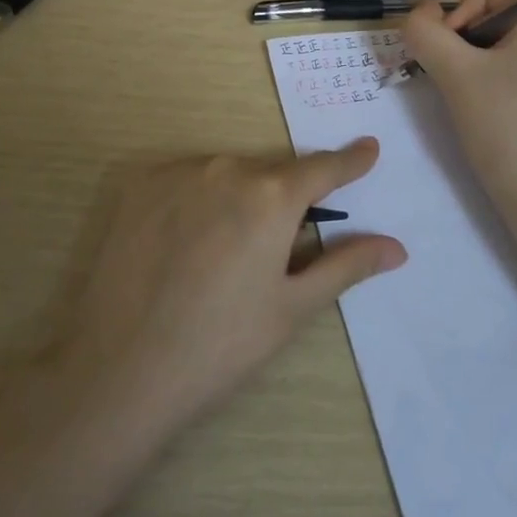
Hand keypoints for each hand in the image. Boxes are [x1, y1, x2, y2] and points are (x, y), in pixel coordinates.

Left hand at [56, 141, 404, 433]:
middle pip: (272, 173)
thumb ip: (346, 266)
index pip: (323, 168)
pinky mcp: (140, 184)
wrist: (120, 367)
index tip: (369, 149)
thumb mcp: (292, 308)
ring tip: (224, 254)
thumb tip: (396, 247)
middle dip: (284, 198)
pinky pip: (187, 179)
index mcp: (272, 196)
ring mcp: (179, 172)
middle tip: (279, 245)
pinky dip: (198, 199)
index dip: (350, 161)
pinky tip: (185, 243)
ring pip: (228, 174)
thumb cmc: (220, 344)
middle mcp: (227, 168)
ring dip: (239, 198)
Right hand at [403, 0, 516, 234]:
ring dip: (470, 61)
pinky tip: (484, 108)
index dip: (457, 17)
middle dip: (462, 41)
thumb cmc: (506, 128)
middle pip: (490, 12)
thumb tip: (420, 12)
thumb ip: (425, 31)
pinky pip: (511, 63)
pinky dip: (488, 77)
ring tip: (468, 97)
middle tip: (455, 80)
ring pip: (496, 41)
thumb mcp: (455, 73)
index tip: (451, 60)